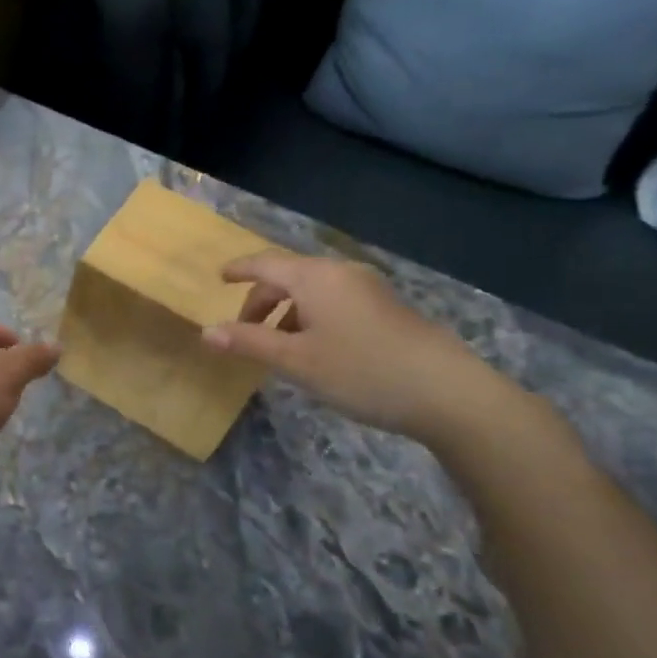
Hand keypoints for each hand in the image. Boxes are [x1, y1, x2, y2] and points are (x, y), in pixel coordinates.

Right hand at [202, 250, 511, 442]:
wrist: (450, 393)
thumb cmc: (361, 371)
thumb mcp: (295, 361)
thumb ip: (248, 343)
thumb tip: (206, 332)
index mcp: (314, 278)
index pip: (265, 264)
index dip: (239, 270)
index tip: (219, 278)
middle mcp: (341, 273)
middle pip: (289, 277)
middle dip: (262, 301)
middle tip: (244, 331)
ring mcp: (370, 289)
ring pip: (314, 291)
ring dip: (288, 313)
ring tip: (279, 348)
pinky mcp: (389, 308)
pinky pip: (336, 302)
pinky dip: (313, 317)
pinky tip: (317, 350)